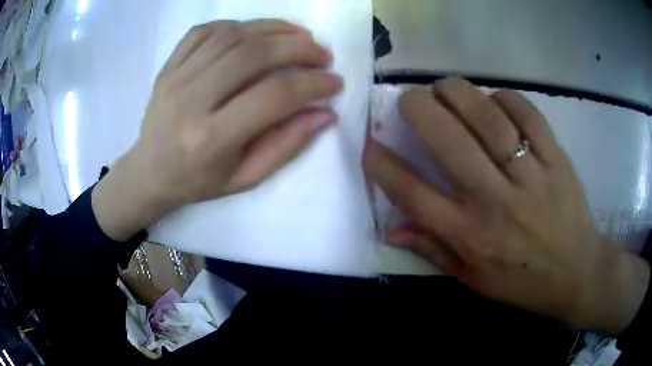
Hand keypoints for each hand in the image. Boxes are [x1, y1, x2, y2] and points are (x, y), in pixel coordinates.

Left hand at [92, 19, 341, 239]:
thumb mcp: (245, 178)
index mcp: (211, 139)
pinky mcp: (168, 66)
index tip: (334, 83)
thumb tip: (325, 114)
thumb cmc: (197, 182)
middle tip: (322, 54)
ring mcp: (175, 78)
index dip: (312, 84)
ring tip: (299, 35)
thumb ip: (286, 146)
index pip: (273, 97)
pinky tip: (255, 32)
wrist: (148, 172)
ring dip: (273, 28)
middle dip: (298, 48)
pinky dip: (236, 25)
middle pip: (253, 55)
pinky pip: (204, 31)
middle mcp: (191, 101)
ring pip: (231, 35)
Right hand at [364, 79, 649, 333]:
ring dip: (459, 94)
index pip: (413, 195)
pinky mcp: (557, 160)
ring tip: (445, 87)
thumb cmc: (523, 282)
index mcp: (470, 236)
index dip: (383, 165)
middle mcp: (496, 202)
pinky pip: (529, 117)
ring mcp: (530, 177)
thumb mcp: (474, 279)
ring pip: (489, 120)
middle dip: (419, 110)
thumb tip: (390, 231)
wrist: (577, 273)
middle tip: (409, 97)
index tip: (369, 142)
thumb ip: (433, 251)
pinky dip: (507, 99)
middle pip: (449, 143)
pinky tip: (496, 99)